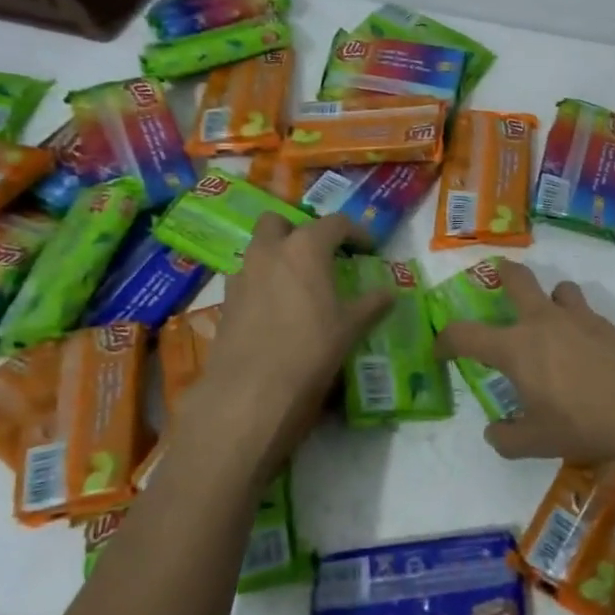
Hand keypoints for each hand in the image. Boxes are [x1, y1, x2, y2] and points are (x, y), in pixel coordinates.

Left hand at [175, 213, 393, 482]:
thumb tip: (389, 293)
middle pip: (280, 222)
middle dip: (300, 231)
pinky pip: (247, 279)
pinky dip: (263, 284)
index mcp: (305, 248)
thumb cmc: (310, 351)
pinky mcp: (226, 302)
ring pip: (258, 249)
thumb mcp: (349, 328)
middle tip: (320, 255)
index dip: (356, 233)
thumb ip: (371, 305)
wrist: (250, 393)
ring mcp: (242, 275)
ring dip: (278, 256)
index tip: (369, 249)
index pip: (335, 223)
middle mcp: (269, 252)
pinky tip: (277, 311)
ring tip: (299, 285)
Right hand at [432, 260, 614, 486]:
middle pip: (517, 280)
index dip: (446, 340)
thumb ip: (508, 438)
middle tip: (499, 276)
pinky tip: (587, 350)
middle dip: (504, 274)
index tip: (441, 349)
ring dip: (551, 297)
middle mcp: (543, 322)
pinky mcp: (609, 325)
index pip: (466, 334)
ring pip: (560, 289)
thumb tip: (494, 433)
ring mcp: (579, 318)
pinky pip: (586, 313)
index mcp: (515, 347)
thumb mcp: (537, 442)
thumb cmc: (583, 422)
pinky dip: (579, 322)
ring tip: (552, 317)